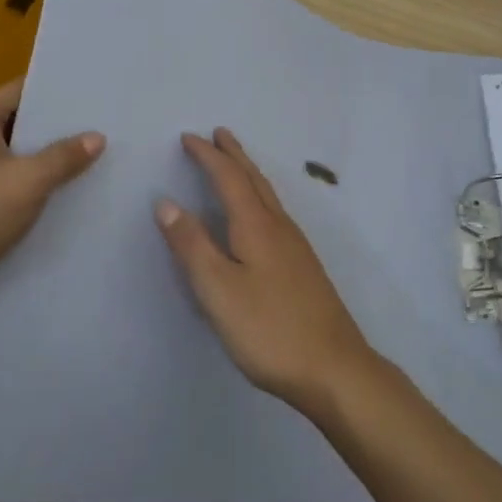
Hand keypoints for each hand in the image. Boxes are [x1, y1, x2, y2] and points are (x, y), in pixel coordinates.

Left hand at [0, 79, 103, 314]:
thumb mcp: (26, 185)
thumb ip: (63, 157)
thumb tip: (97, 136)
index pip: (23, 90)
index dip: (60, 94)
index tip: (96, 100)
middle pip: (17, 122)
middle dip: (56, 130)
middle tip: (101, 133)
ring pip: (9, 154)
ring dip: (41, 161)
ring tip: (86, 165)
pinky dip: (23, 185)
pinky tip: (52, 199)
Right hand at [154, 128, 375, 412]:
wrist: (334, 368)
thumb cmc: (269, 329)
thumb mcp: (218, 290)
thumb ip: (192, 245)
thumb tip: (166, 202)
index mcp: (256, 226)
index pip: (228, 178)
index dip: (207, 156)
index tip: (188, 137)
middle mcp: (279, 226)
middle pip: (254, 179)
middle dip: (233, 155)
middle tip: (218, 133)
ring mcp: (295, 246)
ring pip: (267, 195)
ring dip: (247, 173)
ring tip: (235, 163)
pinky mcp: (302, 266)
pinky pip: (274, 212)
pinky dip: (258, 196)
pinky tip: (259, 214)